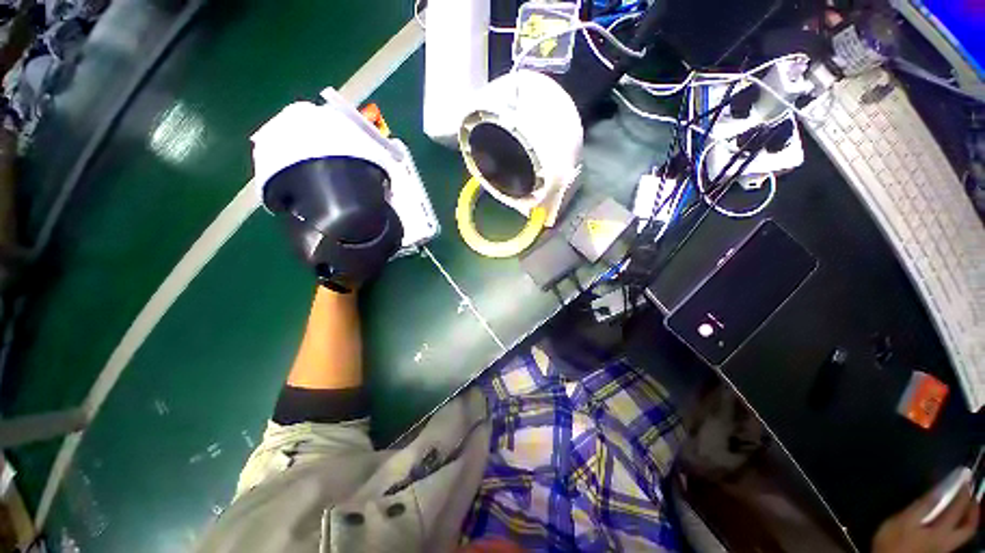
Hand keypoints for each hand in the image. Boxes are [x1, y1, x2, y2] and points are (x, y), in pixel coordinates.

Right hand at [873, 482, 979, 552]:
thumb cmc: (893, 541)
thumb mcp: (902, 522)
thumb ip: (923, 505)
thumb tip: (942, 485)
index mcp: (941, 530)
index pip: (957, 507)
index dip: (962, 490)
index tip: (965, 474)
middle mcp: (949, 539)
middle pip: (968, 525)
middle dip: (973, 508)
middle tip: (972, 491)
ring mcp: (944, 548)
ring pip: (964, 533)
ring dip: (969, 517)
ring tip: (967, 504)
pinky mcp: (940, 550)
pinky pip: (957, 537)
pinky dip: (960, 525)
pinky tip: (954, 522)